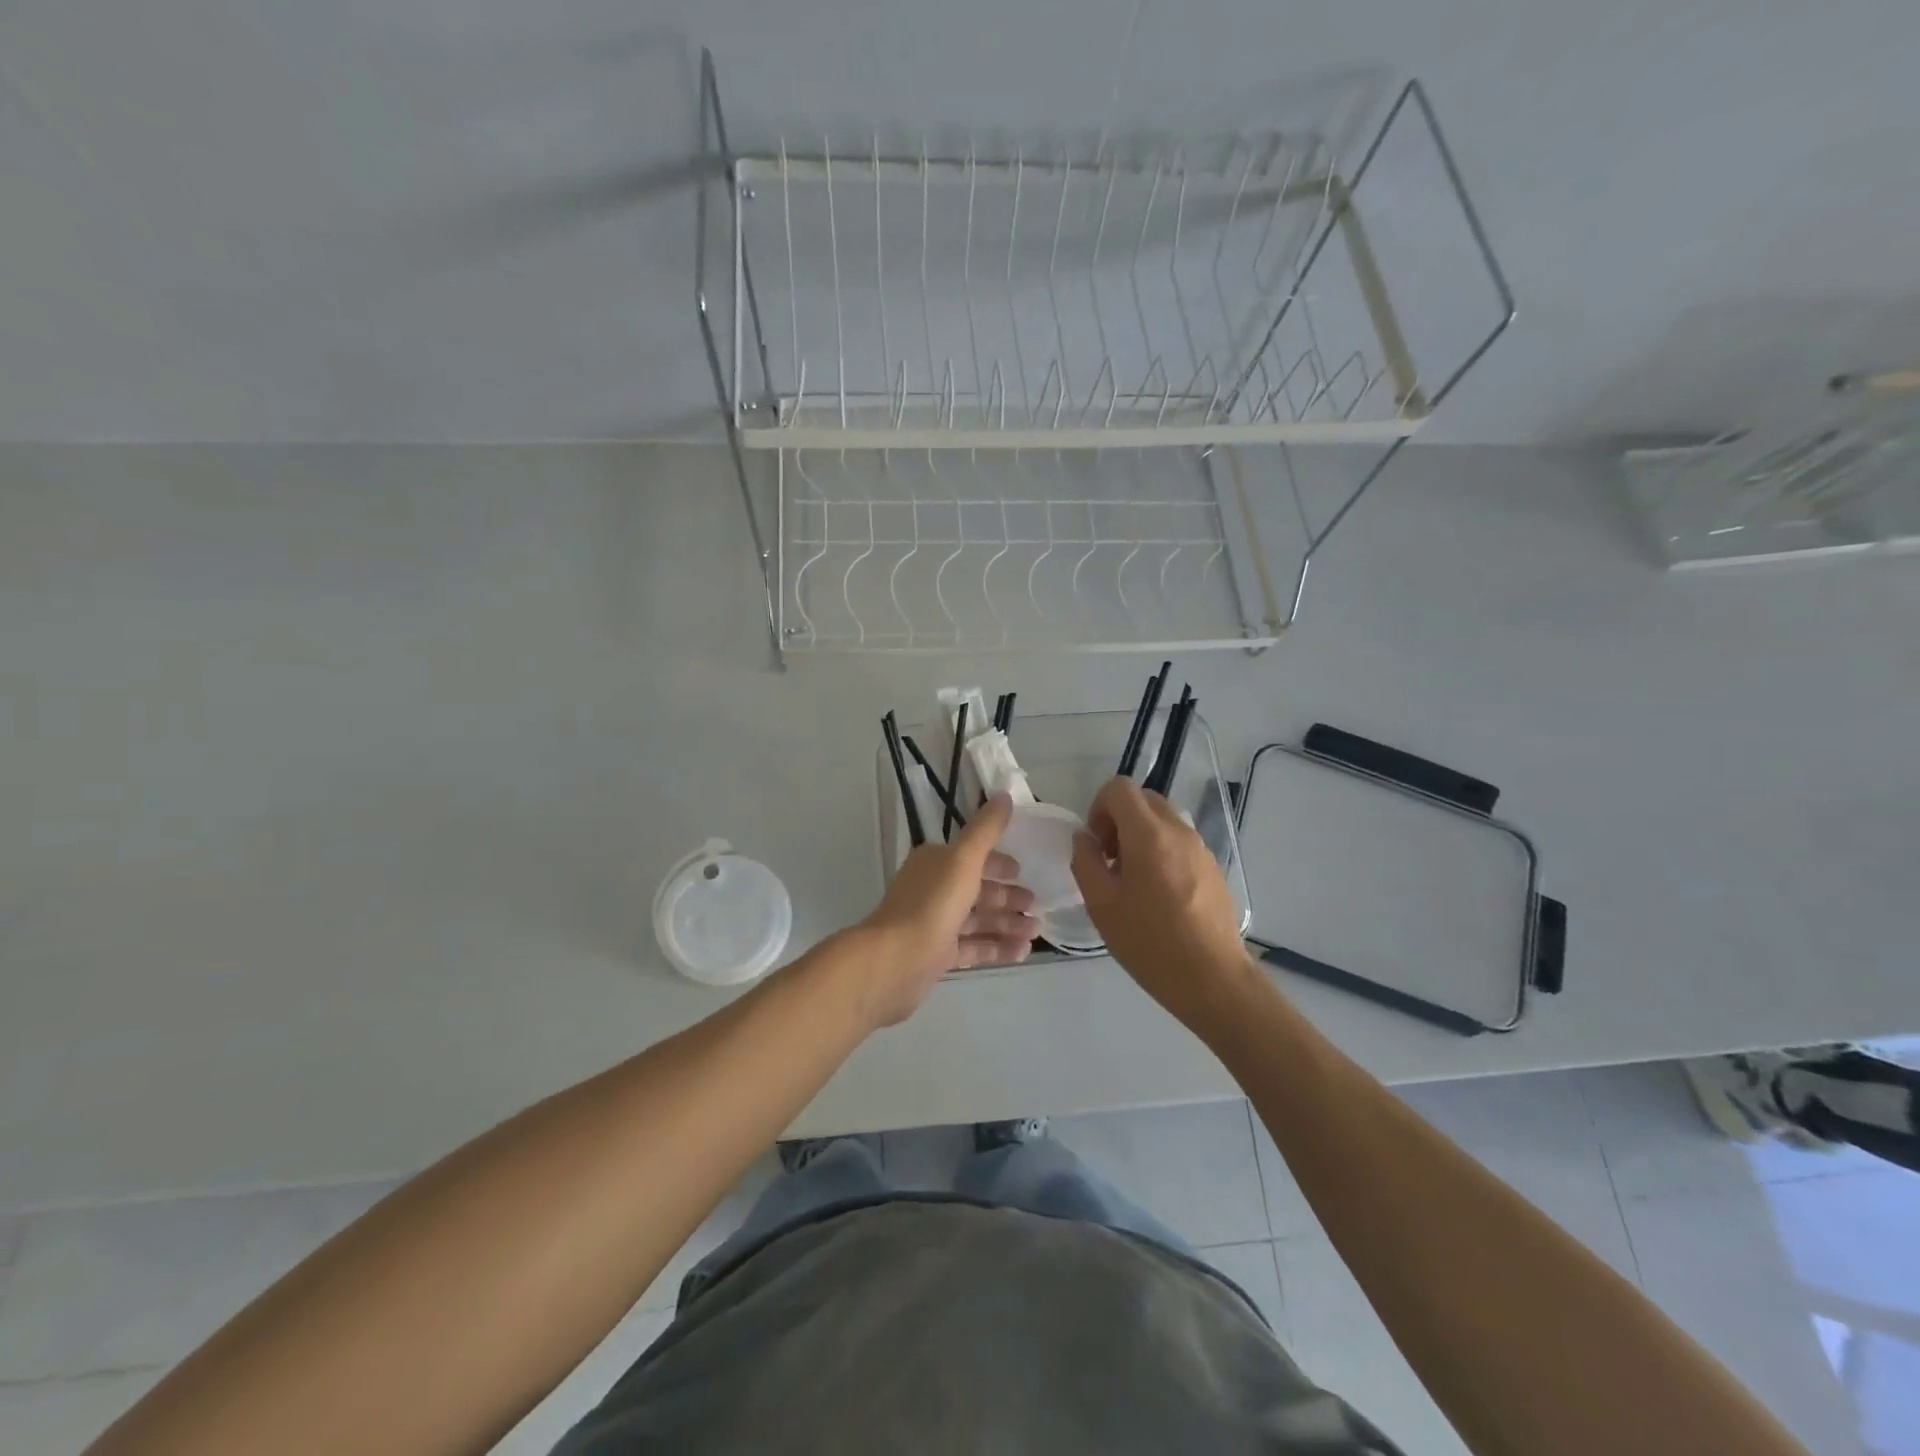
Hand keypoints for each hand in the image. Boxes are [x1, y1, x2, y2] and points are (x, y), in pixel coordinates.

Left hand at [856, 794, 1038, 1026]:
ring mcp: (934, 924)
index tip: (1023, 872)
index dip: (998, 863)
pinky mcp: (937, 955)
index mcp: (935, 862)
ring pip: (977, 920)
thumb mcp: (964, 859)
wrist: (895, 961)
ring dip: (1007, 924)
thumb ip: (986, 829)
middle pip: (977, 889)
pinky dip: (996, 948)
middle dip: (1008, 897)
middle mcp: (933, 889)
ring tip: (1035, 932)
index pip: (972, 857)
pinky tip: (1022, 953)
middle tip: (1037, 907)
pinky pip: (973, 948)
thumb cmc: (932, 904)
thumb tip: (1004, 795)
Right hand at [1071, 777, 1258, 1025]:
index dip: (1098, 807)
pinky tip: (1158, 895)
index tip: (1096, 844)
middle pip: (1143, 799)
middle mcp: (1178, 830)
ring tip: (1132, 881)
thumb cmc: (1149, 942)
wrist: (1212, 978)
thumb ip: (1085, 861)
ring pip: (1162, 820)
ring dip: (1140, 836)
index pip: (1119, 788)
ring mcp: (1200, 848)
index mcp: (1148, 834)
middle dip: (1119, 819)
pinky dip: (1161, 851)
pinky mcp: (1212, 867)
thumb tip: (1084, 838)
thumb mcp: (1101, 904)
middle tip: (1109, 860)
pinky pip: (1179, 842)